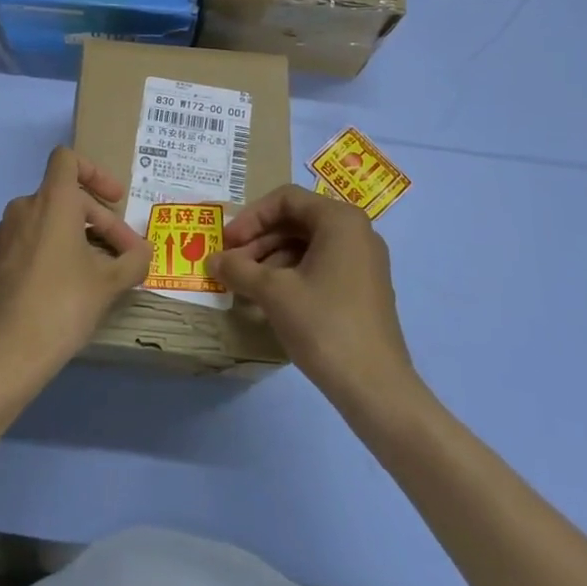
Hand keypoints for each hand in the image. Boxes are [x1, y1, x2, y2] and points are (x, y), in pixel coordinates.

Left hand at [0, 147, 150, 384]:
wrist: (7, 351)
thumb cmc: (63, 305)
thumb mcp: (109, 284)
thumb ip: (133, 261)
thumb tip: (144, 254)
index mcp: (51, 201)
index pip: (68, 160)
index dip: (95, 172)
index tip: (115, 200)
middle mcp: (23, 208)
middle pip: (66, 197)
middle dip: (99, 221)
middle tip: (124, 255)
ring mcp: (3, 234)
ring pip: (47, 221)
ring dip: (76, 236)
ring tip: (97, 271)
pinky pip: (28, 241)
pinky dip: (51, 250)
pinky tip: (65, 285)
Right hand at [210, 185, 413, 406]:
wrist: (374, 386)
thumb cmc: (323, 324)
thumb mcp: (272, 292)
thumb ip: (238, 269)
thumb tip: (212, 260)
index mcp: (340, 220)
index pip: (285, 199)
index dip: (250, 217)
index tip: (227, 242)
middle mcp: (357, 232)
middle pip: (296, 221)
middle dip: (258, 240)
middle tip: (230, 264)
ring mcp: (363, 262)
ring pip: (306, 245)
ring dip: (270, 259)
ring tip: (243, 285)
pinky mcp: (363, 289)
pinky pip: (320, 266)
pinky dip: (290, 275)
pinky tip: (268, 299)